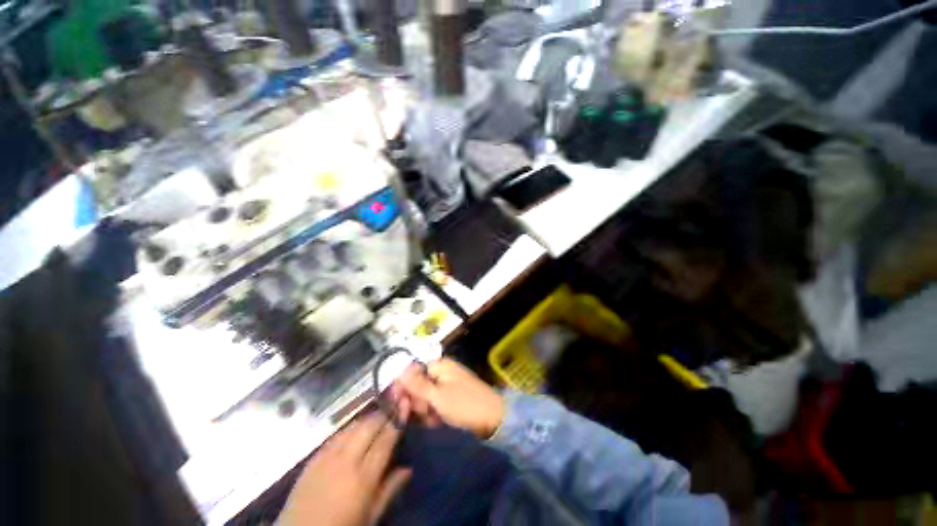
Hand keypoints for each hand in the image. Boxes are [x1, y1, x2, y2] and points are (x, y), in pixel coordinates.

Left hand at [278, 411, 411, 525]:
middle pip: (369, 426)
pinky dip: (349, 428)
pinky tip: (353, 431)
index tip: (405, 404)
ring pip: (352, 427)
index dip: (397, 419)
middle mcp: (346, 461)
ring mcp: (327, 457)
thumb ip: (389, 490)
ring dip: (367, 419)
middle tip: (392, 410)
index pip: (385, 439)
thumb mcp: (370, 517)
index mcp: (364, 478)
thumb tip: (408, 469)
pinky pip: (335, 435)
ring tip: (376, 419)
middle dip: (383, 415)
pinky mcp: (313, 458)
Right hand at [393, 358, 503, 438]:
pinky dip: (434, 413)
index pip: (413, 371)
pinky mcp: (451, 397)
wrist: (492, 417)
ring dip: (425, 410)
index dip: (404, 386)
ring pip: (425, 396)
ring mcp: (447, 385)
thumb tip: (399, 370)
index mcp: (439, 365)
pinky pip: (435, 403)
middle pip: (417, 384)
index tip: (399, 402)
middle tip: (425, 413)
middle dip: (417, 401)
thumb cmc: (464, 404)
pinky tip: (438, 421)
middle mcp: (442, 372)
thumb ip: (417, 384)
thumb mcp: (438, 396)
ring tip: (434, 418)